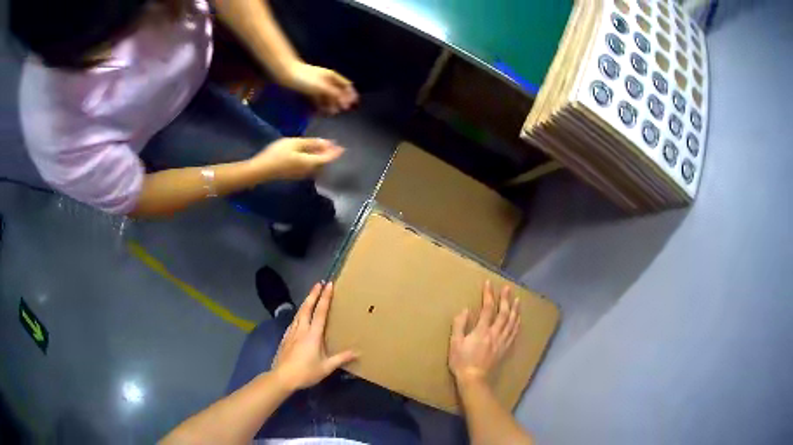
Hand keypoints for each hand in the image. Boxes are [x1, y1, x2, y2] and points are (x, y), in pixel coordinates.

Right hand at [250, 138, 343, 180]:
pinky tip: (310, 155)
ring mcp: (301, 174)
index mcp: (310, 163)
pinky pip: (309, 167)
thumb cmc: (277, 154)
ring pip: (316, 166)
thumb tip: (327, 143)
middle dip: (329, 154)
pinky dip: (314, 160)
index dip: (335, 152)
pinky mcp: (294, 174)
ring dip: (321, 158)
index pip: (328, 158)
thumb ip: (311, 143)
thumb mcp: (294, 144)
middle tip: (334, 146)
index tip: (343, 147)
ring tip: (324, 149)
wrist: (261, 170)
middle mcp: (309, 171)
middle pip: (323, 163)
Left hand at [272, 282, 358, 391]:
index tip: (329, 285)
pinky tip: (299, 317)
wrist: (282, 377)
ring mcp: (291, 333)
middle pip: (306, 308)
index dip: (325, 298)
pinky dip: (298, 314)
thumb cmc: (306, 372)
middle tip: (318, 284)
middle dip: (313, 295)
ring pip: (298, 313)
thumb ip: (341, 358)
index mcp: (313, 335)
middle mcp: (301, 329)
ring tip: (310, 296)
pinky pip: (293, 321)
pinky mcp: (285, 338)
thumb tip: (358, 352)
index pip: (320, 312)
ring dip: (305, 302)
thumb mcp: (326, 367)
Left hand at [282, 63, 357, 114]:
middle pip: (337, 91)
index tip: (355, 104)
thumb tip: (347, 103)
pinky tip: (320, 111)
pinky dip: (320, 105)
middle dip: (341, 101)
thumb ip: (335, 95)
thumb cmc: (305, 78)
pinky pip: (317, 98)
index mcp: (332, 77)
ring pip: (327, 95)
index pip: (347, 85)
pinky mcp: (308, 89)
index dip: (352, 94)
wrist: (287, 74)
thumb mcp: (322, 87)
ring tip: (332, 114)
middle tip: (343, 111)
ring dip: (331, 104)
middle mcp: (326, 80)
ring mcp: (317, 84)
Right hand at [449, 281, 520, 385]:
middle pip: (504, 313)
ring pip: (512, 322)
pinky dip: (517, 324)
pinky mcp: (506, 349)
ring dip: (515, 310)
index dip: (489, 295)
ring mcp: (502, 342)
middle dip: (506, 299)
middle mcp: (495, 333)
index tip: (489, 283)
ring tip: (518, 300)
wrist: (475, 379)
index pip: (487, 309)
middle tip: (508, 288)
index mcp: (482, 331)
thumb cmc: (462, 361)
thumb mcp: (455, 343)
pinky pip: (514, 334)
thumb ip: (459, 325)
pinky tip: (519, 320)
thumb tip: (465, 310)